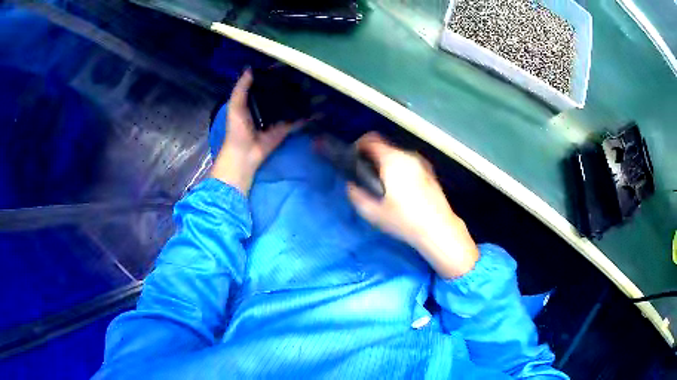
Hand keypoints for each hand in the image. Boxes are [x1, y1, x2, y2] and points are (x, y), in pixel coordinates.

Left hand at [210, 69, 303, 194]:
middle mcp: (266, 106)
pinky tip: (317, 107)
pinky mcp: (285, 127)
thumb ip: (241, 89)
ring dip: (299, 97)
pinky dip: (306, 115)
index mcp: (253, 100)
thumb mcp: (235, 107)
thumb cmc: (237, 130)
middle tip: (303, 73)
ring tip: (313, 85)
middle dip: (289, 84)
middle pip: (279, 92)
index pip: (264, 84)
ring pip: (290, 104)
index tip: (284, 64)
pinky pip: (297, 119)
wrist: (245, 153)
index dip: (272, 74)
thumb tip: (250, 69)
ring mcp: (277, 117)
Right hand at [347, 132, 478, 277]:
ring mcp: (422, 162)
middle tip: (366, 176)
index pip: (371, 139)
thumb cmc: (405, 220)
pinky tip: (400, 189)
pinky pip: (408, 163)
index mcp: (393, 160)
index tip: (353, 159)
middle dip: (372, 158)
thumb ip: (356, 195)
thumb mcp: (373, 213)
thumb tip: (351, 185)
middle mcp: (408, 155)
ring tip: (382, 185)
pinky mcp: (430, 171)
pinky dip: (399, 169)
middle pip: (384, 147)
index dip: (358, 146)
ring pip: (397, 155)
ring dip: (386, 164)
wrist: (439, 228)